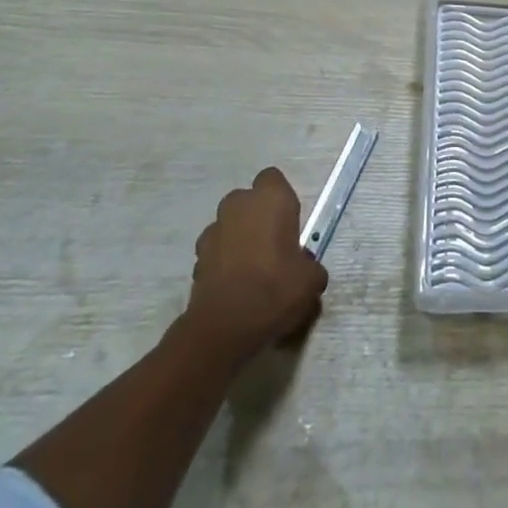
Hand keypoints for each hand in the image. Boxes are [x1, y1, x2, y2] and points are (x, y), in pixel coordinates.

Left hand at [181, 167, 327, 364]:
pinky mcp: (196, 258)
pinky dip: (223, 262)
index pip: (273, 179)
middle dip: (257, 217)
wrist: (224, 329)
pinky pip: (215, 251)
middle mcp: (239, 205)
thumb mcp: (311, 280)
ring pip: (229, 225)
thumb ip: (310, 266)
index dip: (281, 199)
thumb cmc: (275, 290)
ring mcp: (213, 231)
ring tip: (251, 270)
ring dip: (238, 238)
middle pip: (248, 200)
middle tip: (272, 246)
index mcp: (270, 199)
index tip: (289, 224)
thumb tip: (306, 270)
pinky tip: (234, 286)